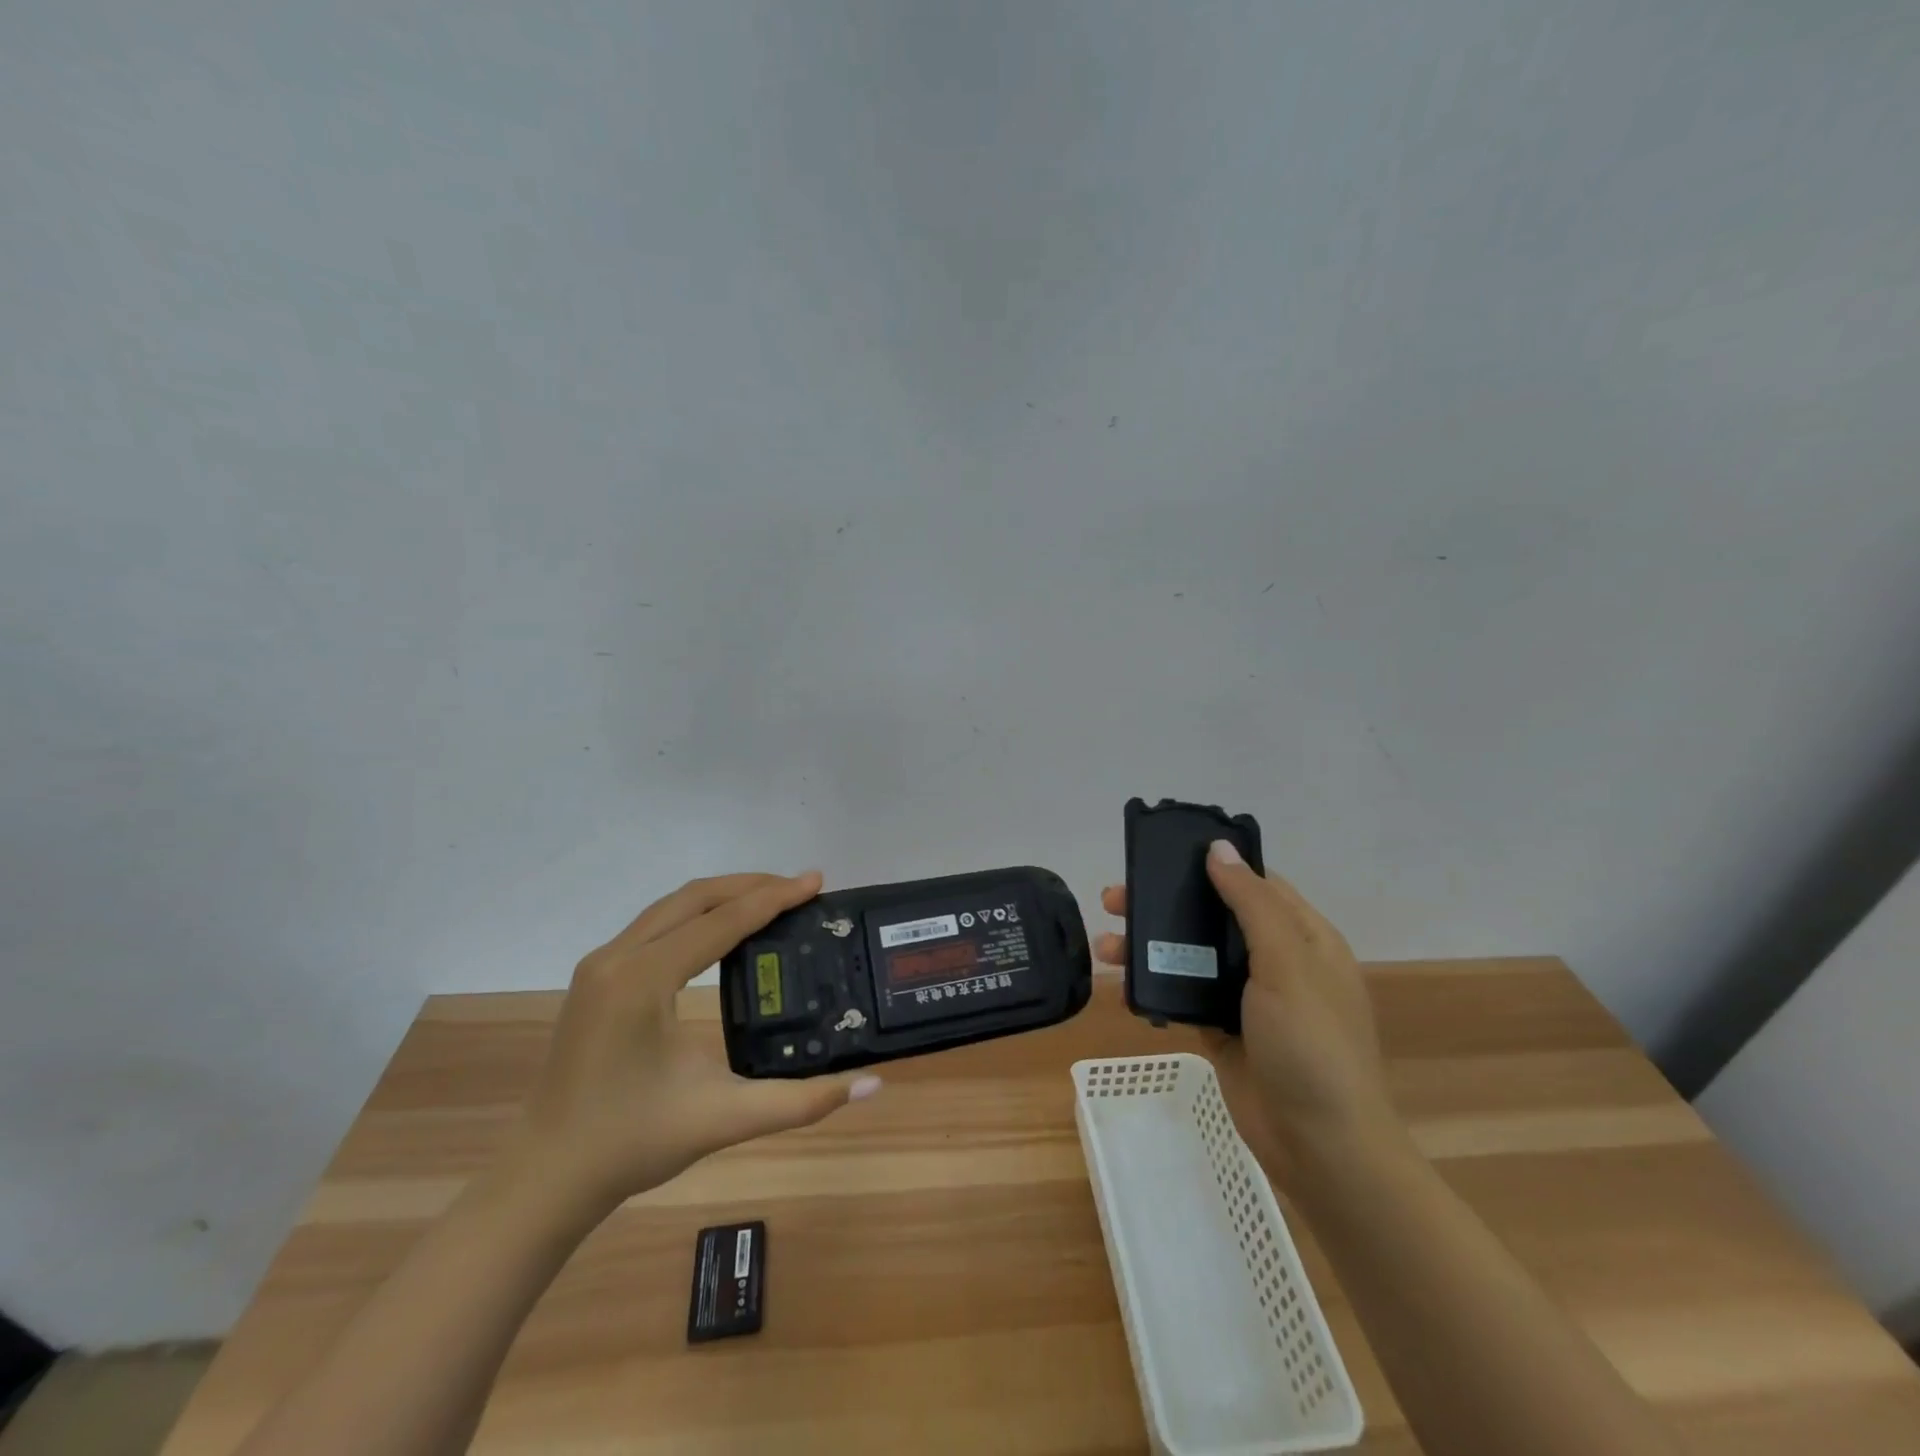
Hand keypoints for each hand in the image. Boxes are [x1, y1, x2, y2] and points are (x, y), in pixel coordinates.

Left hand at [498, 872, 879, 1223]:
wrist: (545, 1178)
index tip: (816, 882)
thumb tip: (870, 1086)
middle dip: (751, 886)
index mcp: (643, 980)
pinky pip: (655, 925)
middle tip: (800, 888)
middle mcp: (617, 958)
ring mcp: (600, 965)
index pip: (721, 922)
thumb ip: (801, 1101)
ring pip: (671, 906)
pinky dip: (697, 915)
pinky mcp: (596, 978)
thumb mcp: (724, 1119)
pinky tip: (723, 930)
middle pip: (694, 898)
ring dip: (723, 896)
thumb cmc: (631, 1144)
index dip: (774, 898)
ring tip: (771, 899)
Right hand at [1095, 843, 1399, 1179]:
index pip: (1255, 884)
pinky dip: (1155, 984)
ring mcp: (1247, 998)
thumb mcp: (1287, 964)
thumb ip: (1251, 904)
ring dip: (1150, 945)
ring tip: (1104, 944)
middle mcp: (1275, 961)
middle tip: (1114, 899)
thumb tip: (1218, 848)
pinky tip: (1122, 980)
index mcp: (1303, 937)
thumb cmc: (1312, 1045)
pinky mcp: (1222, 1030)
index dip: (1212, 865)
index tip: (1163, 855)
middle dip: (1165, 905)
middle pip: (1213, 917)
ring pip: (1192, 955)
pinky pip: (1183, 994)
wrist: (1321, 1147)